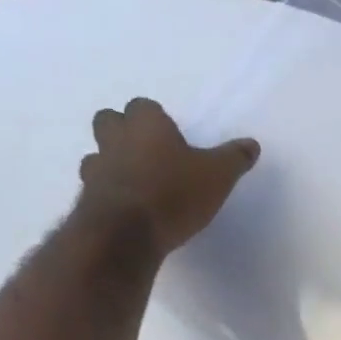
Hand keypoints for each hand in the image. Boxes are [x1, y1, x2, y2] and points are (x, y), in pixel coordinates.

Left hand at [79, 98, 258, 255]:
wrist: (127, 233)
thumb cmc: (175, 193)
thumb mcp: (218, 176)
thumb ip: (234, 158)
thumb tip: (252, 144)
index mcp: (146, 124)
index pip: (144, 106)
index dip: (156, 120)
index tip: (172, 138)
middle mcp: (116, 138)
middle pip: (110, 121)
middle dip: (124, 132)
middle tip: (149, 154)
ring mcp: (96, 168)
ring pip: (98, 154)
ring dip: (112, 164)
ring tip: (137, 184)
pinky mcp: (88, 198)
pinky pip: (96, 187)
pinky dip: (109, 194)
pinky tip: (128, 209)